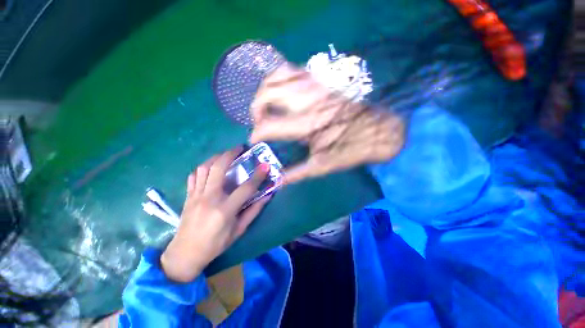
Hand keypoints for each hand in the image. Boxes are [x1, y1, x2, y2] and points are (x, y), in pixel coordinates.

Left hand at [161, 148, 270, 282]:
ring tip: (226, 155)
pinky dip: (203, 168)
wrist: (185, 254)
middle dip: (231, 154)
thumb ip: (253, 211)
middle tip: (240, 148)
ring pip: (204, 168)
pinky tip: (210, 167)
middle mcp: (209, 198)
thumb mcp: (239, 230)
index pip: (246, 188)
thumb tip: (267, 196)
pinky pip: (194, 176)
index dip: (258, 176)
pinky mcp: (188, 196)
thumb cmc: (215, 244)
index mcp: (225, 210)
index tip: (265, 166)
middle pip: (219, 168)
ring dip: (216, 157)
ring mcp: (196, 195)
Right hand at [250, 63, 405, 183]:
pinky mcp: (321, 77)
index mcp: (307, 125)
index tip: (255, 141)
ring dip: (265, 91)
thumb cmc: (352, 149)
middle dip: (255, 109)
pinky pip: (291, 69)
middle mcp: (307, 100)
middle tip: (260, 122)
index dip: (255, 134)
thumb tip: (276, 180)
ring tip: (268, 106)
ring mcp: (314, 83)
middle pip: (266, 94)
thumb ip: (296, 173)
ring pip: (276, 75)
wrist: (381, 129)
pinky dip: (279, 80)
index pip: (267, 126)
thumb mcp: (323, 166)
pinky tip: (283, 93)